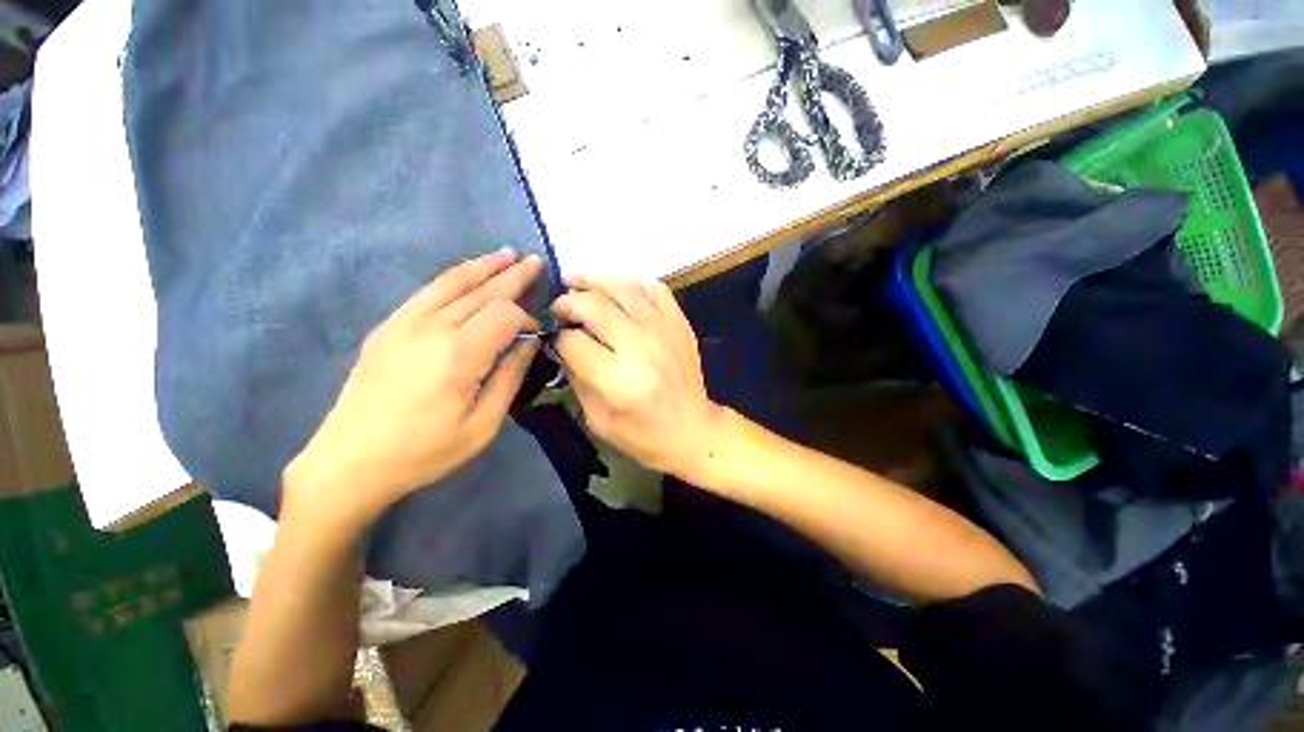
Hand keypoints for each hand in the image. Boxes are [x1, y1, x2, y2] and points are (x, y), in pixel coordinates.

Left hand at [284, 250, 543, 530]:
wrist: (349, 462)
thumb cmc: (424, 452)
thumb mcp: (482, 425)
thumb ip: (509, 378)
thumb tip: (528, 344)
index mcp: (459, 356)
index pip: (504, 315)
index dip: (526, 318)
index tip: (537, 334)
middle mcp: (431, 329)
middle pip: (481, 290)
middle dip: (512, 275)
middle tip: (535, 261)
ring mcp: (404, 323)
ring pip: (452, 283)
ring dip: (483, 267)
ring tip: (506, 254)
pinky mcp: (387, 327)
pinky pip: (427, 292)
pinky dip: (453, 278)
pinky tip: (467, 275)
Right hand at [552, 278, 724, 480]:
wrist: (693, 429)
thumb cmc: (644, 435)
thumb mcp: (599, 420)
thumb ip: (577, 379)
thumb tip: (563, 345)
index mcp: (620, 381)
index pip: (574, 343)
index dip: (557, 337)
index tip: (553, 337)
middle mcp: (642, 348)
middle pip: (595, 307)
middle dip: (568, 302)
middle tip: (558, 306)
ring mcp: (665, 331)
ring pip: (623, 290)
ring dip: (594, 282)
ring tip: (575, 282)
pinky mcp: (679, 323)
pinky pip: (654, 289)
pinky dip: (631, 283)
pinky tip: (617, 288)